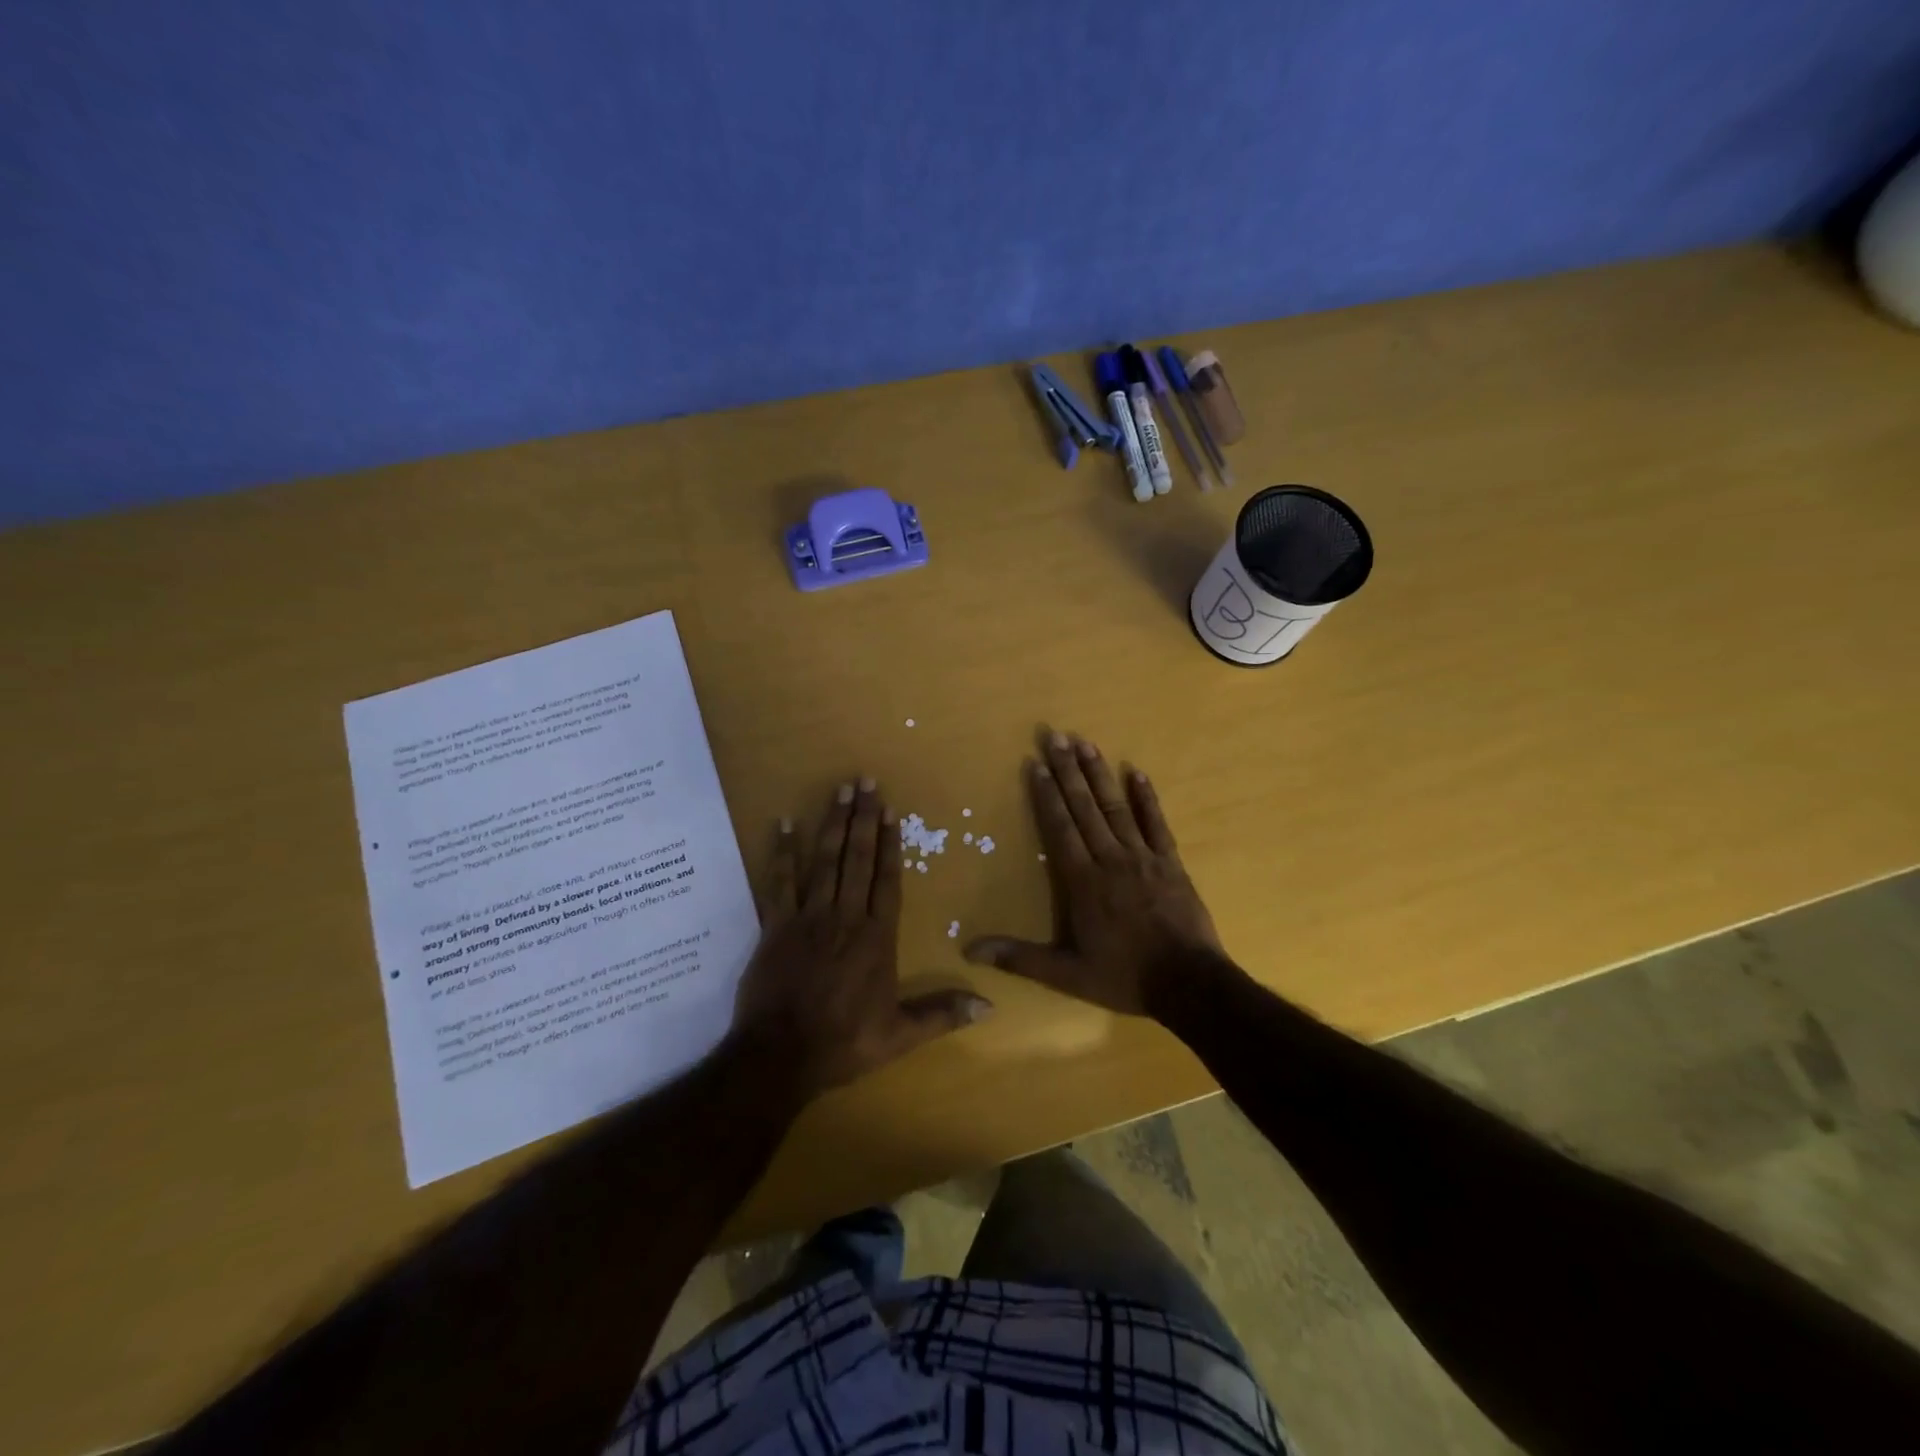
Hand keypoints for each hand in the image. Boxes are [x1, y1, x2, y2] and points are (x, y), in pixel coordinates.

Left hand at [734, 778, 992, 1095]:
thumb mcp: (899, 1036)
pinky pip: (779, 882)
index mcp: (877, 938)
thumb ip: (942, 1015)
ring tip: (840, 790)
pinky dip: (782, 852)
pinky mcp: (776, 926)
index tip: (891, 812)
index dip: (890, 844)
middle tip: (866, 781)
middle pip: (857, 859)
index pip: (887, 881)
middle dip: (863, 818)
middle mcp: (845, 917)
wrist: (779, 1056)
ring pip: (824, 861)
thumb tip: (989, 1006)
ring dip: (833, 824)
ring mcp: (808, 918)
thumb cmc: (843, 1044)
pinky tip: (784, 823)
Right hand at [965, 730, 1228, 1017]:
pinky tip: (1137, 772)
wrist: (1189, 984)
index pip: (1060, 828)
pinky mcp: (1170, 863)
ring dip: (1100, 774)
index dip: (1046, 795)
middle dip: (1068, 771)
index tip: (1035, 764)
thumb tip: (970, 951)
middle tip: (1055, 736)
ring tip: (1086, 743)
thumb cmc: (1124, 977)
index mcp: (1083, 881)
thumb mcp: (1066, 974)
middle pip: (1085, 808)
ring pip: (1116, 808)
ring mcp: (1143, 857)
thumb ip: (1019, 958)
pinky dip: (1147, 797)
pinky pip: (1156, 823)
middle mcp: (1110, 859)